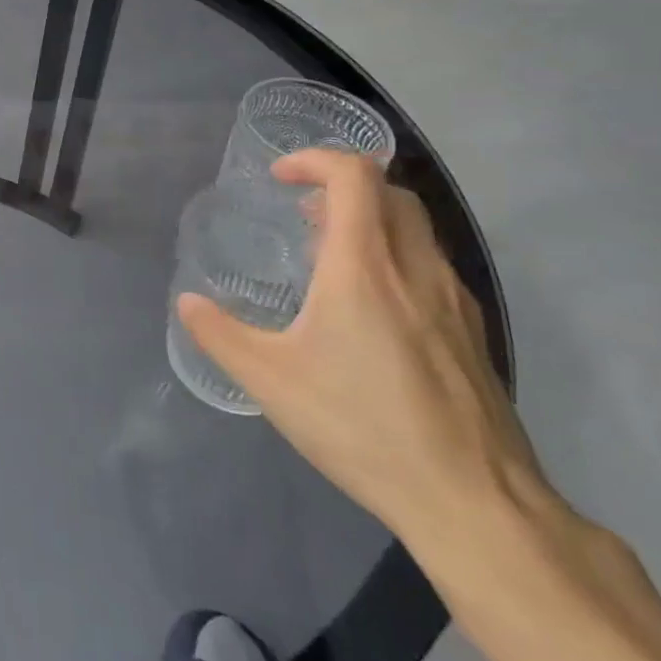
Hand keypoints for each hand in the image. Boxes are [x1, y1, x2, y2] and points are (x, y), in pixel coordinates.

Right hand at [175, 151, 546, 553]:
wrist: (472, 500)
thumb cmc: (361, 426)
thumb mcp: (269, 381)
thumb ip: (219, 334)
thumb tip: (187, 303)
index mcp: (364, 267)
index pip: (354, 176)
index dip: (314, 160)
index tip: (280, 178)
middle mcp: (415, 268)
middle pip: (390, 192)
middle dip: (342, 185)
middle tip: (302, 214)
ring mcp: (453, 299)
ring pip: (416, 228)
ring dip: (370, 220)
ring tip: (329, 257)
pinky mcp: (472, 331)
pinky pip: (430, 265)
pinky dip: (394, 255)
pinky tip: (370, 308)